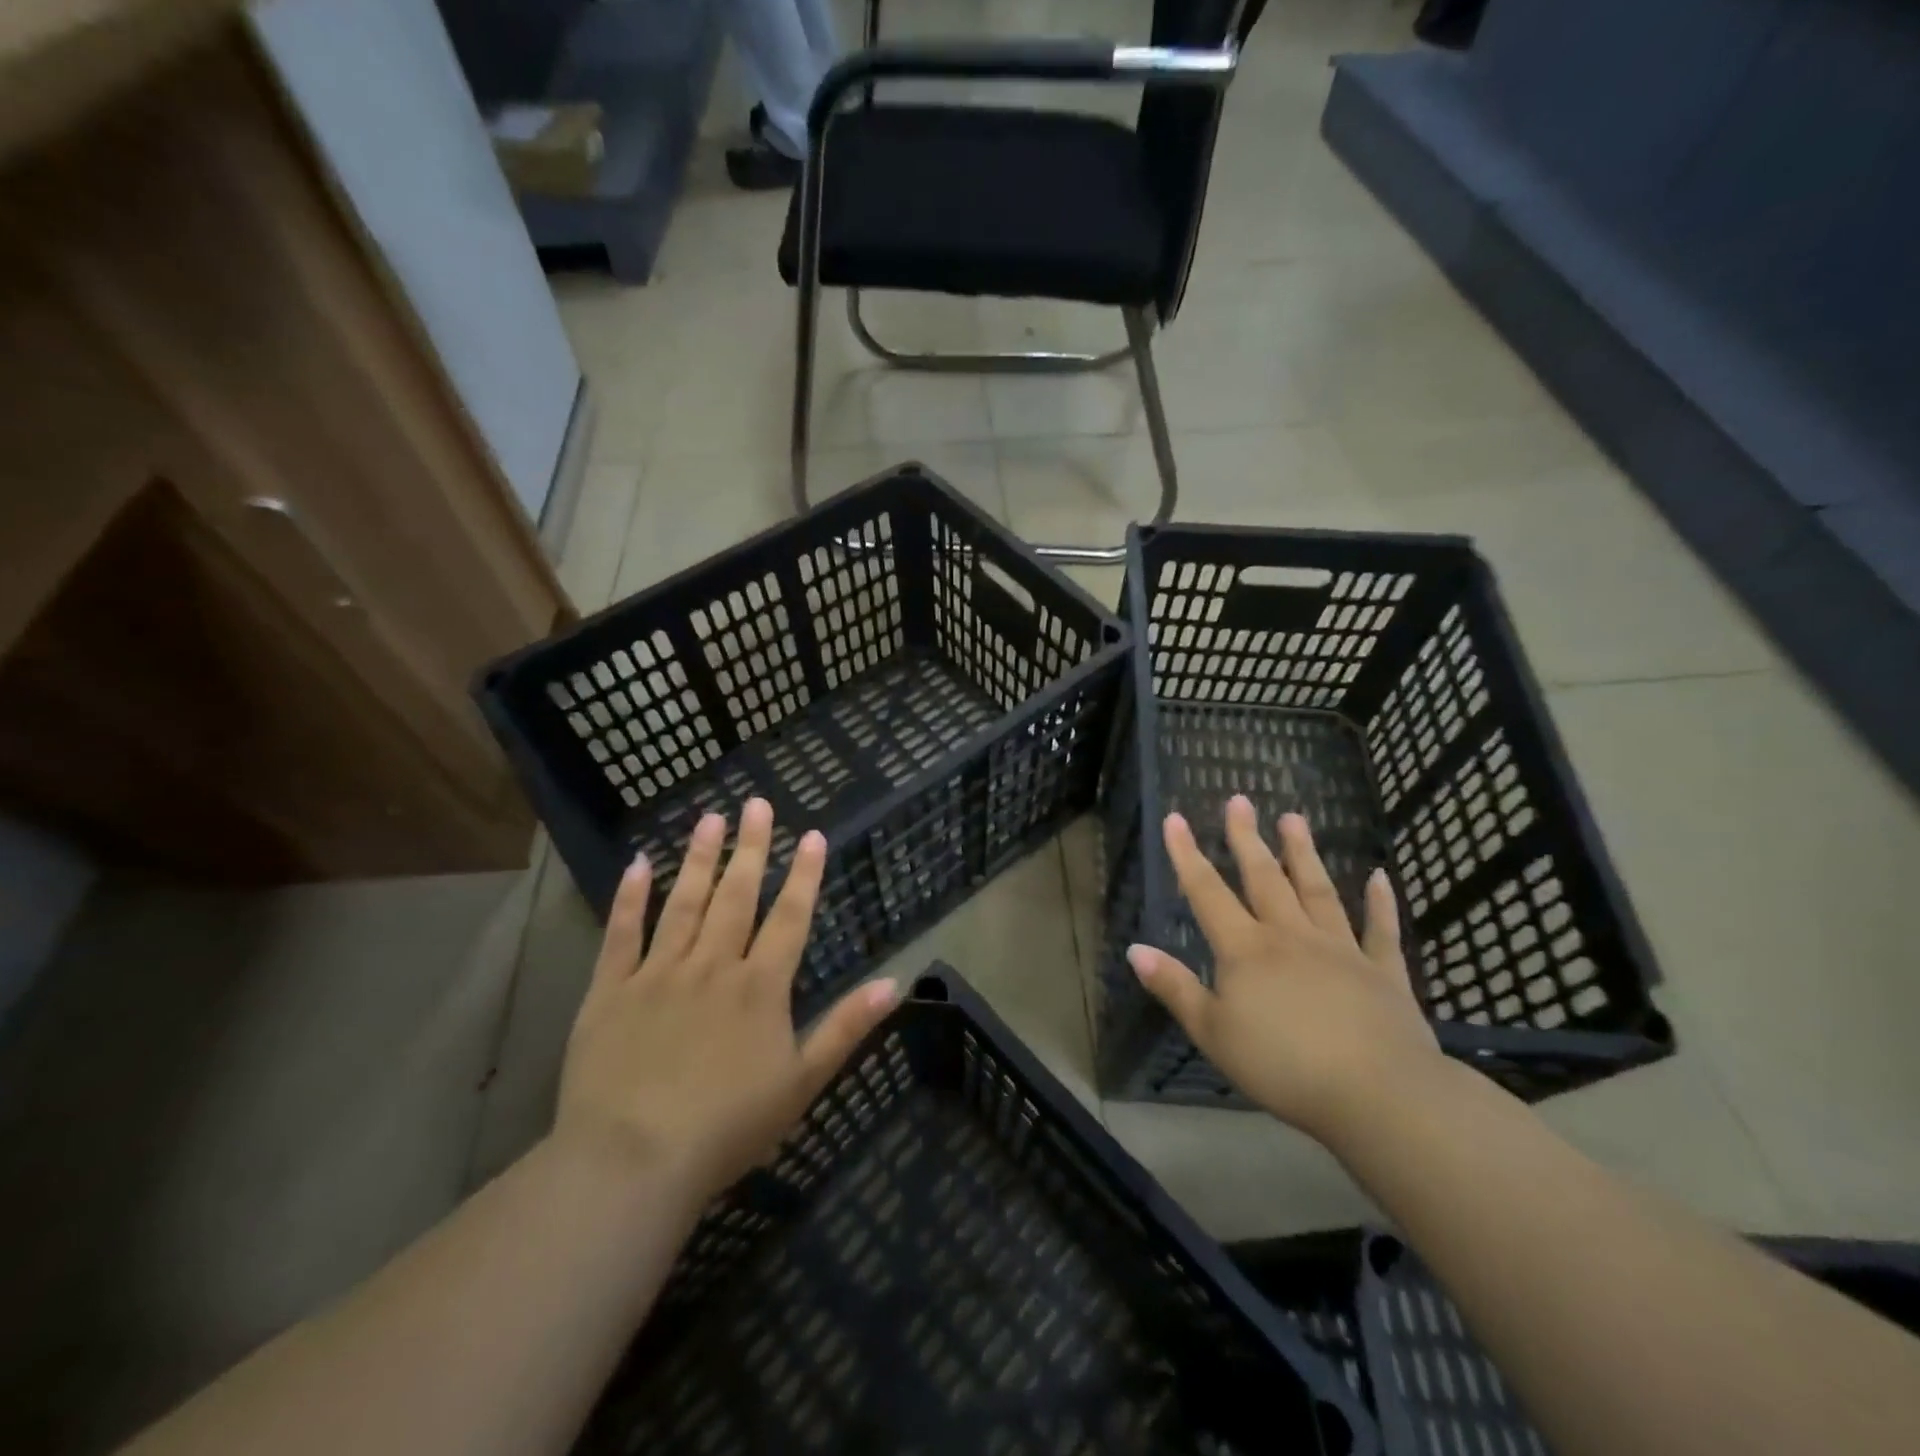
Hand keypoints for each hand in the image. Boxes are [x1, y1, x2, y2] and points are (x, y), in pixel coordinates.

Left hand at [554, 798, 899, 1202]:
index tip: (812, 834)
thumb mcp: (802, 1083)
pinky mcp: (610, 991)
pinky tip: (638, 864)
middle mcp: (713, 966)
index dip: (804, 875)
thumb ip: (846, 1028)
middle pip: (737, 896)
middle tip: (757, 803)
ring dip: (700, 859)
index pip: (790, 918)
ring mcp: (659, 974)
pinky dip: (630, 898)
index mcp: (760, 987)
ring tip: (710, 817)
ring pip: (684, 904)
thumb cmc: (727, 1128)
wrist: (632, 1163)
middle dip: (751, 848)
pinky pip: (622, 935)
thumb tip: (895, 982)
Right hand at [1128, 797, 1443, 1143]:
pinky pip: (1380, 931)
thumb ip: (1175, 988)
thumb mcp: (1213, 1033)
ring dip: (1303, 853)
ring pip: (1317, 891)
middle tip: (1240, 800)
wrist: (1378, 1093)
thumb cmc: (1283, 1066)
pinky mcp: (1383, 973)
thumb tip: (1135, 949)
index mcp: (1246, 950)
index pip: (1207, 893)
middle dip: (1247, 838)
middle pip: (1264, 878)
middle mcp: (1290, 937)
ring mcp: (1340, 950)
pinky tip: (1380, 877)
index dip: (1188, 855)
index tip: (1176, 818)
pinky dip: (1380, 903)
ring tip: (1294, 818)